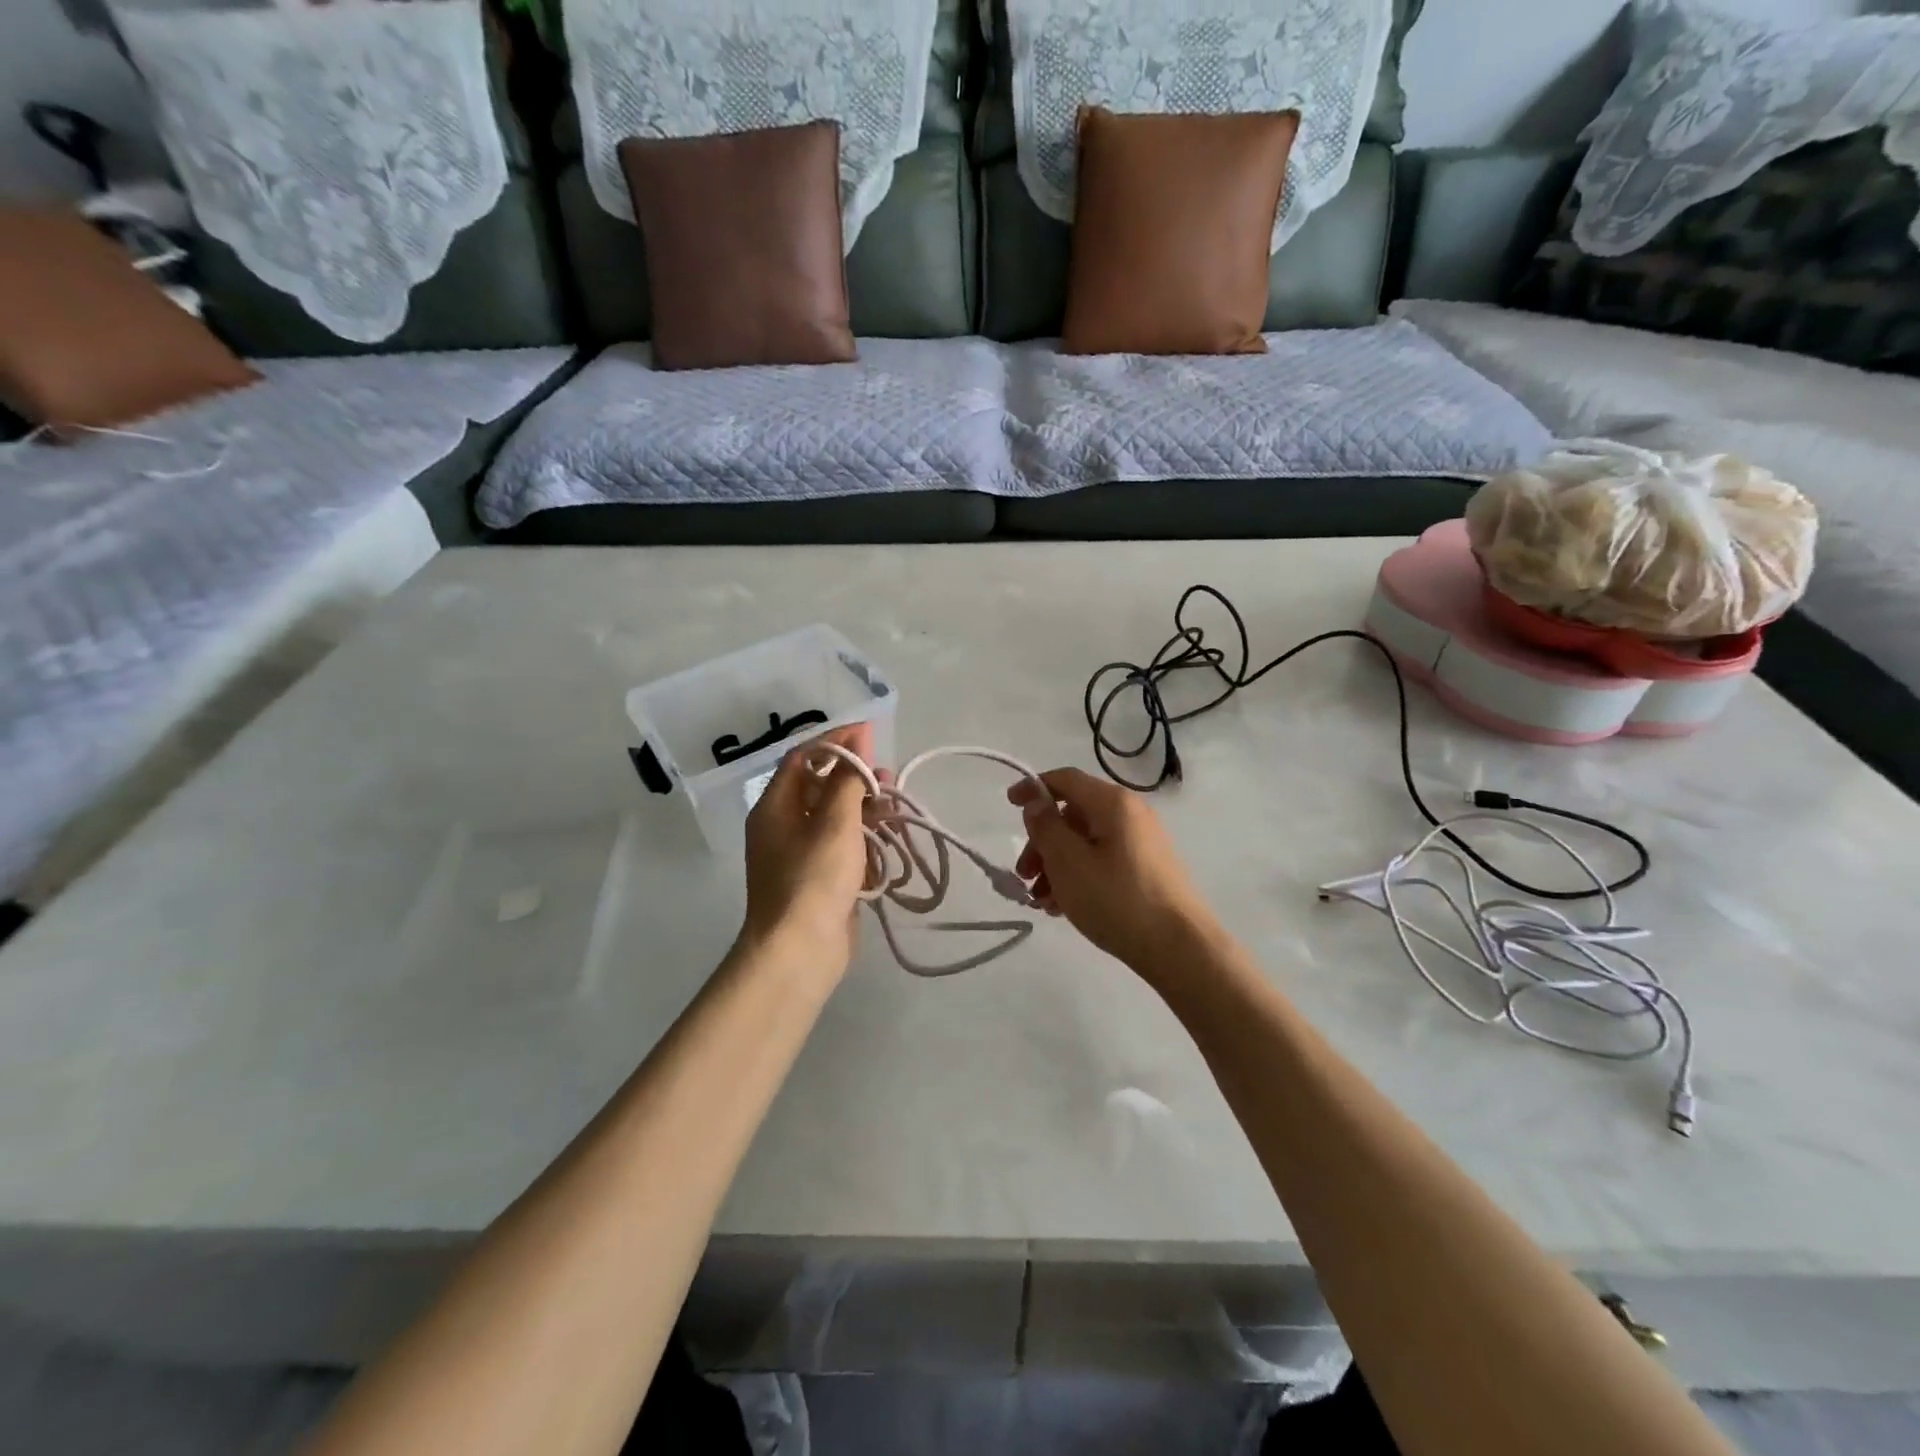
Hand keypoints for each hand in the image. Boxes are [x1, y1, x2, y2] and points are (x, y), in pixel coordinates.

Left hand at [741, 723, 875, 975]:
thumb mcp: (835, 821)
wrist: (800, 951)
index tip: (870, 733)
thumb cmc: (814, 878)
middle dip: (855, 776)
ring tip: (896, 805)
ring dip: (864, 806)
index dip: (836, 741)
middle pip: (820, 786)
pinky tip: (889, 836)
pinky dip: (864, 835)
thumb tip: (857, 738)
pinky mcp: (819, 878)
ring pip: (834, 816)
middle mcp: (783, 825)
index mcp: (775, 806)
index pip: (804, 757)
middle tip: (887, 775)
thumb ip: (848, 778)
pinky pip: (841, 844)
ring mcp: (800, 853)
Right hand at [1009, 767, 1217, 972]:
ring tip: (1041, 901)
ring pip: (1085, 842)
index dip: (1033, 787)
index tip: (1008, 805)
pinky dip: (1078, 876)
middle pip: (1073, 815)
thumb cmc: (1117, 900)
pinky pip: (1102, 862)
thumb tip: (1036, 803)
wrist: (1180, 949)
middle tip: (1024, 876)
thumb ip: (1045, 827)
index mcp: (1112, 803)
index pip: (1065, 779)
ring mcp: (1142, 843)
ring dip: (1056, 865)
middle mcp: (1130, 814)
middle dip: (1042, 842)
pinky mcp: (1147, 870)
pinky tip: (1063, 907)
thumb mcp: (1068, 862)